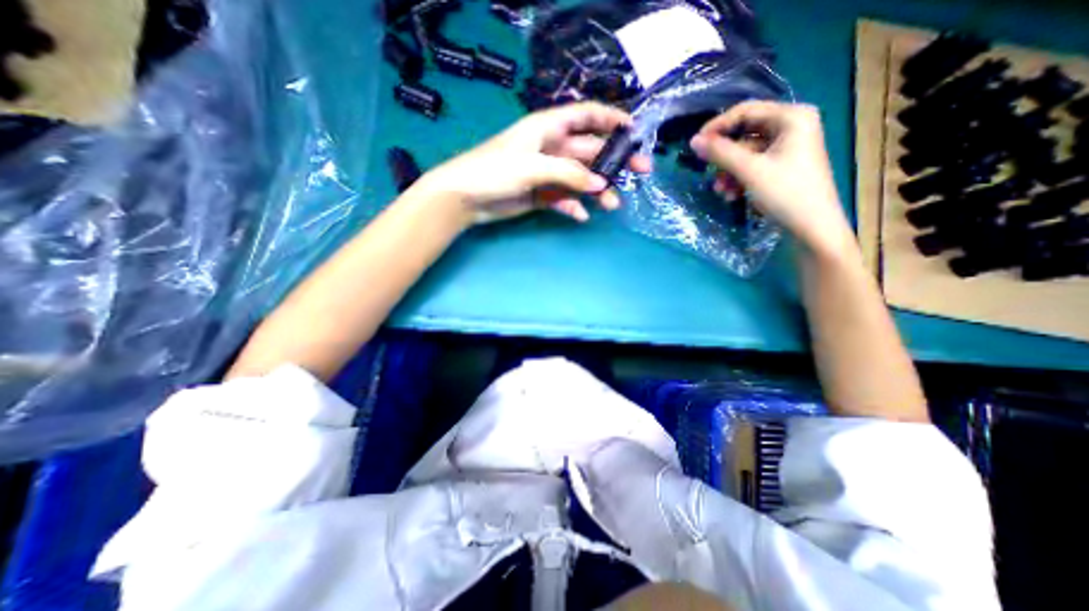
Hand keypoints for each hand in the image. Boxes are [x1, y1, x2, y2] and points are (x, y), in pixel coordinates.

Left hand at [412, 99, 648, 222]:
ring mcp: (548, 173)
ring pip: (581, 179)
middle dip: (615, 161)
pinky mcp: (542, 194)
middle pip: (591, 151)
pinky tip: (580, 216)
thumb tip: (600, 184)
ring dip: (597, 190)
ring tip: (611, 205)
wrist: (466, 198)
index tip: (635, 131)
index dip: (612, 119)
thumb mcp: (532, 166)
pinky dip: (573, 207)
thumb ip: (568, 173)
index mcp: (549, 128)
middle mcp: (552, 148)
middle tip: (639, 173)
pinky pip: (564, 199)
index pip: (587, 116)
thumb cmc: (494, 170)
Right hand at [687, 101, 858, 252]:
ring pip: (746, 153)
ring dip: (729, 171)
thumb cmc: (785, 193)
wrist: (812, 227)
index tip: (695, 144)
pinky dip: (739, 178)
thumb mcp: (749, 170)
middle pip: (745, 133)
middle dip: (724, 156)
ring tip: (720, 191)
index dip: (717, 126)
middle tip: (706, 169)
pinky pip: (753, 165)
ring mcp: (788, 147)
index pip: (746, 111)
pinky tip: (731, 195)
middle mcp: (791, 126)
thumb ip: (720, 153)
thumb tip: (693, 141)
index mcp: (791, 117)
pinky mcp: (783, 166)